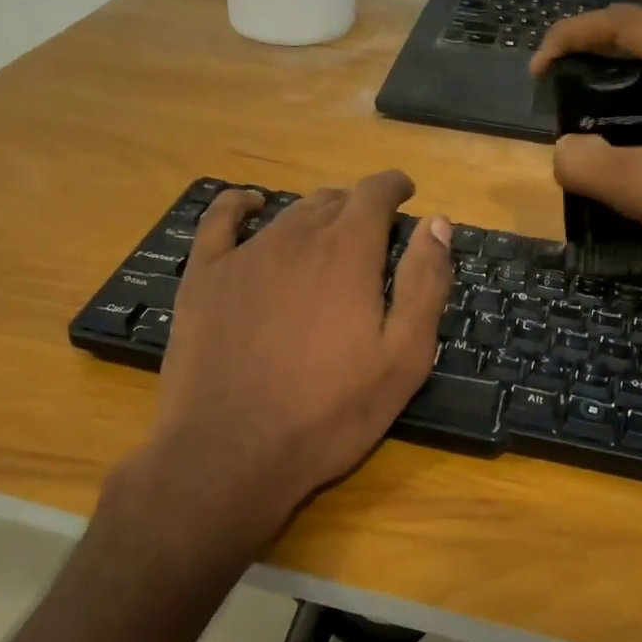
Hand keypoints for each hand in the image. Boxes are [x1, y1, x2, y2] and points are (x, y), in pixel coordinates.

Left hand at [134, 171, 451, 545]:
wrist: (230, 453)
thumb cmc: (329, 413)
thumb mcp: (403, 358)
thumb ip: (424, 284)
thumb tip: (437, 223)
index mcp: (348, 252)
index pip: (375, 195)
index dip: (394, 187)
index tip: (405, 193)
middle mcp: (296, 237)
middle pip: (332, 201)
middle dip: (357, 208)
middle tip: (371, 234)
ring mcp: (244, 254)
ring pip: (288, 214)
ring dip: (314, 214)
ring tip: (326, 231)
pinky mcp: (204, 276)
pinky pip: (219, 220)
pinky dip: (240, 205)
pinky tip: (250, 205)